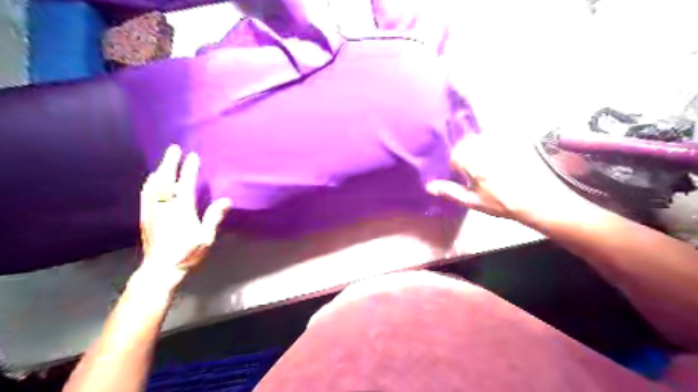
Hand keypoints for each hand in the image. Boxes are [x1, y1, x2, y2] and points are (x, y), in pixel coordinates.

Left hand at [137, 145, 230, 288]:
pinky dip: (150, 183)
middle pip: (166, 179)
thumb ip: (214, 217)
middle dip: (170, 162)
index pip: (186, 183)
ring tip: (164, 162)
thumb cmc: (186, 254)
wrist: (160, 270)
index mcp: (181, 209)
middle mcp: (164, 206)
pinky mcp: (144, 217)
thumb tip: (226, 200)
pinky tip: (151, 181)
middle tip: (174, 148)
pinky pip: (146, 194)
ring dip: (160, 170)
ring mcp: (152, 210)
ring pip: (154, 184)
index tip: (193, 156)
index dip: (190, 168)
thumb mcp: (206, 238)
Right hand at [425, 133, 577, 220]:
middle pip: (465, 145)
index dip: (456, 166)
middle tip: (476, 173)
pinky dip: (494, 145)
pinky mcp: (512, 142)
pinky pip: (496, 138)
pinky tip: (500, 163)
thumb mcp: (472, 201)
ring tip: (489, 168)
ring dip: (480, 150)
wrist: (536, 200)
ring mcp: (498, 143)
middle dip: (467, 156)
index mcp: (469, 161)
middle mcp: (482, 147)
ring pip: (480, 140)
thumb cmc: (500, 203)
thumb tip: (429, 186)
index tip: (463, 177)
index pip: (453, 156)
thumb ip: (449, 191)